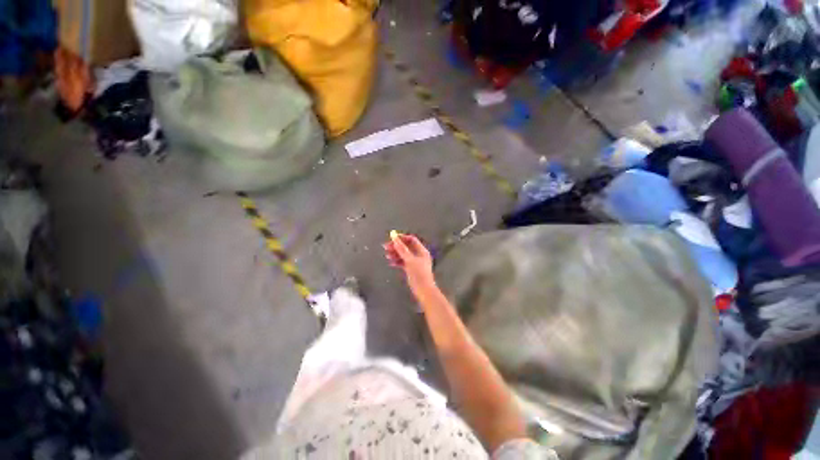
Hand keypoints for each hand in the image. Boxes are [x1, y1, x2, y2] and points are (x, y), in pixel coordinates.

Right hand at [383, 234, 434, 294]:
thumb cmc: (418, 274)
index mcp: (421, 251)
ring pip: (404, 255)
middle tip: (385, 247)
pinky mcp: (412, 269)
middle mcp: (419, 255)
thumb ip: (401, 248)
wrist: (424, 291)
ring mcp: (415, 262)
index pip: (411, 240)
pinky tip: (391, 263)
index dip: (402, 238)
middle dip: (396, 246)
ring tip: (387, 255)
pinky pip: (403, 262)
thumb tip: (394, 237)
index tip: (391, 238)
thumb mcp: (409, 260)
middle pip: (406, 247)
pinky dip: (397, 261)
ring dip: (395, 254)